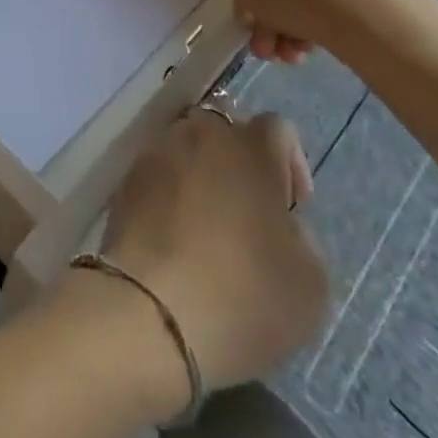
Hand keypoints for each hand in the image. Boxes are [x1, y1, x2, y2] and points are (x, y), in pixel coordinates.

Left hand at [89, 112, 327, 407]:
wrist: (152, 309)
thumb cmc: (244, 294)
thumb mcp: (310, 283)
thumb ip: (303, 238)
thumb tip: (280, 223)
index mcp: (250, 148)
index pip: (278, 128)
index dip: (292, 162)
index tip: (293, 206)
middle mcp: (201, 134)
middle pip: (227, 133)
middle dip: (242, 164)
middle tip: (251, 214)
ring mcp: (157, 152)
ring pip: (188, 149)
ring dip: (203, 177)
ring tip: (209, 228)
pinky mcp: (127, 178)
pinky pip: (159, 174)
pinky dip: (171, 195)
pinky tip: (176, 239)